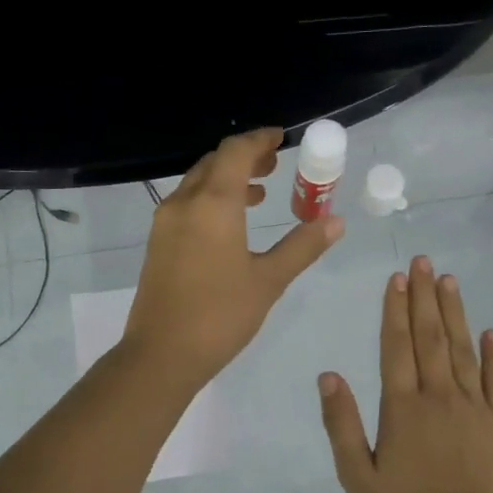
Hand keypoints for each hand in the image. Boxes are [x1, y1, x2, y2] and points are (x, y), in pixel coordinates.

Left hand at [123, 128, 343, 389]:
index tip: (281, 138)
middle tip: (275, 165)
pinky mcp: (157, 243)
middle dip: (245, 157)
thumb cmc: (220, 315)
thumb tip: (335, 221)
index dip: (260, 139)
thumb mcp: (269, 280)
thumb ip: (302, 246)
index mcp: (213, 204)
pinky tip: (230, 224)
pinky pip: (186, 204)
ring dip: (227, 179)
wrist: (162, 354)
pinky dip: (210, 199)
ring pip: (197, 183)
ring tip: (259, 193)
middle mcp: (184, 203)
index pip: (236, 151)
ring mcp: (165, 222)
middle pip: (214, 162)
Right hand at [318, 256, 492, 492]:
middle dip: (423, 297)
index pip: (396, 347)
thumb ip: (342, 424)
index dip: (394, 310)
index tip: (395, 279)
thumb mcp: (357, 476)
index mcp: (402, 407)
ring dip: (454, 314)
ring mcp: (476, 408)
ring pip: (463, 350)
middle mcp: (439, 396)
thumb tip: (329, 375)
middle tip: (422, 262)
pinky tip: (490, 332)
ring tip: (448, 281)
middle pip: (430, 337)